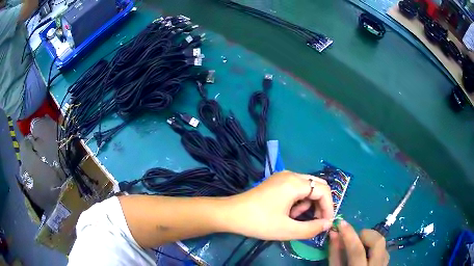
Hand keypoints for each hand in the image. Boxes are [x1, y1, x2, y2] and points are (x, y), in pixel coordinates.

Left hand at [225, 171, 333, 239]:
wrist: (230, 214)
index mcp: (294, 183)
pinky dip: (297, 200)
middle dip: (319, 204)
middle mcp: (291, 174)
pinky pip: (296, 188)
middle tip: (315, 221)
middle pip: (317, 186)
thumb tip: (328, 224)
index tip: (326, 223)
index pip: (323, 190)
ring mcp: (282, 176)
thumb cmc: (259, 222)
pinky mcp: (276, 182)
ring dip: (307, 204)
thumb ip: (311, 228)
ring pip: (307, 188)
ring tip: (294, 218)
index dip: (329, 207)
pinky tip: (287, 212)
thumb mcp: (287, 230)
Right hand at [329, 220, 388, 265]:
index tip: (341, 223)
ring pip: (383, 243)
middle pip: (378, 242)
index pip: (357, 251)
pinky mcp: (386, 263)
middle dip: (366, 234)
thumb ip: (335, 255)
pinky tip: (366, 253)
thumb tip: (334, 234)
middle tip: (355, 237)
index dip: (349, 235)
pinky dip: (375, 247)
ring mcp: (383, 264)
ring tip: (360, 245)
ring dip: (371, 239)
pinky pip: (384, 249)